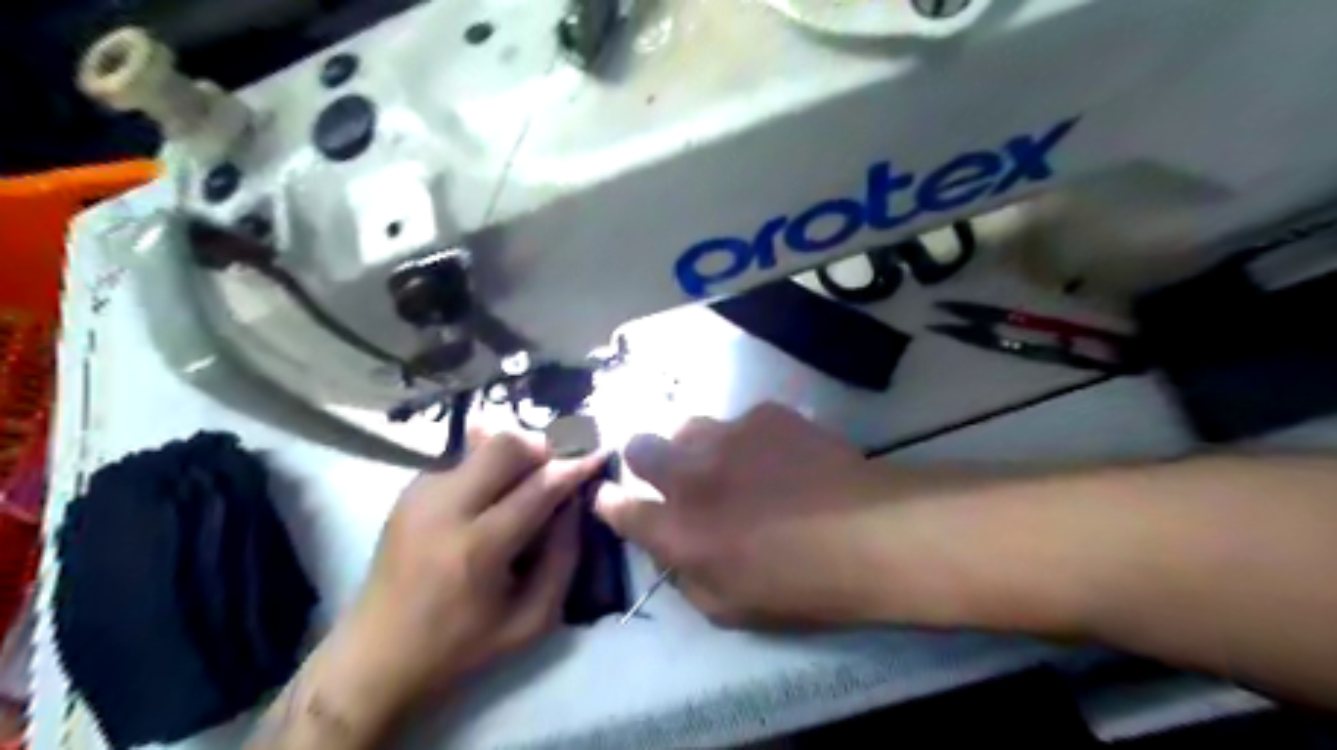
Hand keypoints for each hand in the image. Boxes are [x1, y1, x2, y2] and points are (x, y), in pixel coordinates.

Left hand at [337, 432, 610, 720]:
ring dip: (516, 455)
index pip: (539, 486)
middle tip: (559, 467)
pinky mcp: (410, 490)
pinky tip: (492, 497)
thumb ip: (563, 557)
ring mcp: (422, 493)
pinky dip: (489, 468)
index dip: (575, 465)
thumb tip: (575, 502)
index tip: (599, 454)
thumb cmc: (460, 646)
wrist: (375, 656)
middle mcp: (445, 508)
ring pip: (483, 443)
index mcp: (478, 548)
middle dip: (543, 446)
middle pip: (505, 444)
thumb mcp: (531, 620)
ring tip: (527, 483)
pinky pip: (464, 459)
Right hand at [594, 404, 908, 625]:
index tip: (609, 496)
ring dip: (696, 447)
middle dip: (643, 459)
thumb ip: (685, 575)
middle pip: (640, 448)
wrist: (868, 535)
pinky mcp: (765, 415)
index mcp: (678, 530)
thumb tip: (671, 549)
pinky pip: (740, 421)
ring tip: (729, 463)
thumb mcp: (729, 608)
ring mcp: (727, 437)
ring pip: (688, 427)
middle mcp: (691, 476)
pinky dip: (748, 439)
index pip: (620, 508)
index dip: (609, 501)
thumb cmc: (800, 587)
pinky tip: (778, 456)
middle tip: (670, 474)